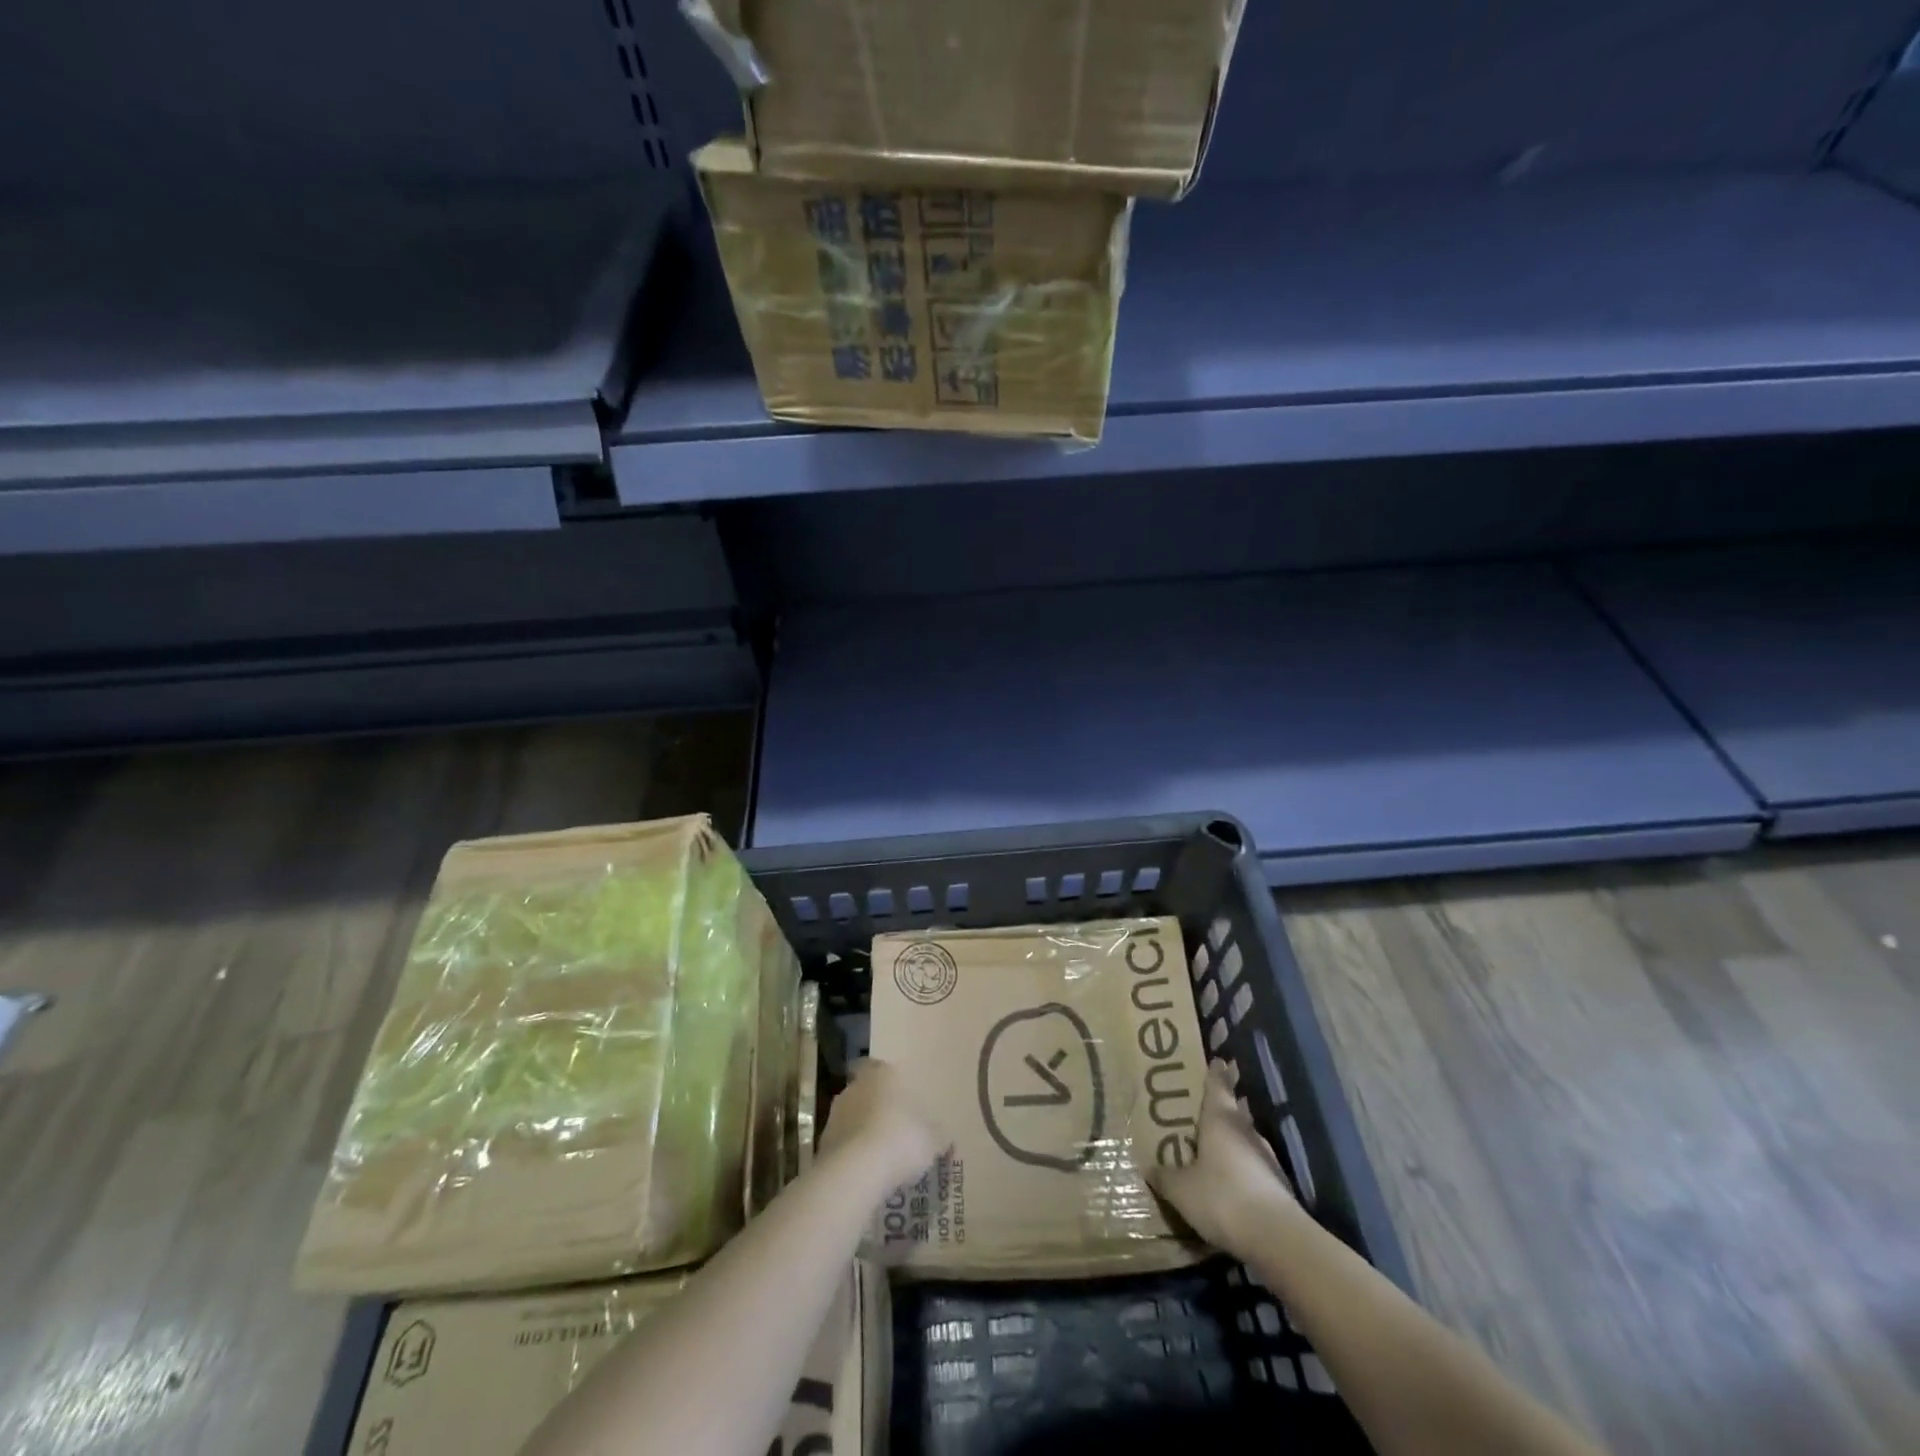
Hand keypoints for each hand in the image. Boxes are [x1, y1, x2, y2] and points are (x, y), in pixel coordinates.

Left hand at [818, 1059, 944, 1194]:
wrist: (857, 1171)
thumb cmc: (901, 1139)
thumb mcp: (932, 1139)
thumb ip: (937, 1135)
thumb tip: (944, 1137)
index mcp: (883, 1074)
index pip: (880, 1067)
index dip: (889, 1081)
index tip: (899, 1096)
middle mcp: (855, 1087)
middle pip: (866, 1092)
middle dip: (876, 1107)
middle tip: (894, 1127)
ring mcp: (835, 1114)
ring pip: (852, 1118)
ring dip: (862, 1131)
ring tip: (881, 1155)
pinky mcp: (823, 1143)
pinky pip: (843, 1144)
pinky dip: (852, 1154)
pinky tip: (867, 1172)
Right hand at [1149, 1063, 1300, 1252]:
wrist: (1277, 1238)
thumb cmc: (1222, 1197)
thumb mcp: (1181, 1189)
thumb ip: (1165, 1176)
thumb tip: (1150, 1168)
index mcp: (1220, 1119)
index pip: (1218, 1085)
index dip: (1215, 1072)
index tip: (1216, 1059)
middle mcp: (1245, 1131)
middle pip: (1233, 1110)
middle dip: (1221, 1107)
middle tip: (1202, 1106)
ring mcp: (1265, 1157)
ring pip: (1244, 1138)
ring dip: (1232, 1139)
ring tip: (1213, 1145)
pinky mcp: (1277, 1184)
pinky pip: (1253, 1166)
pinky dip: (1241, 1167)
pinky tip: (1230, 1180)